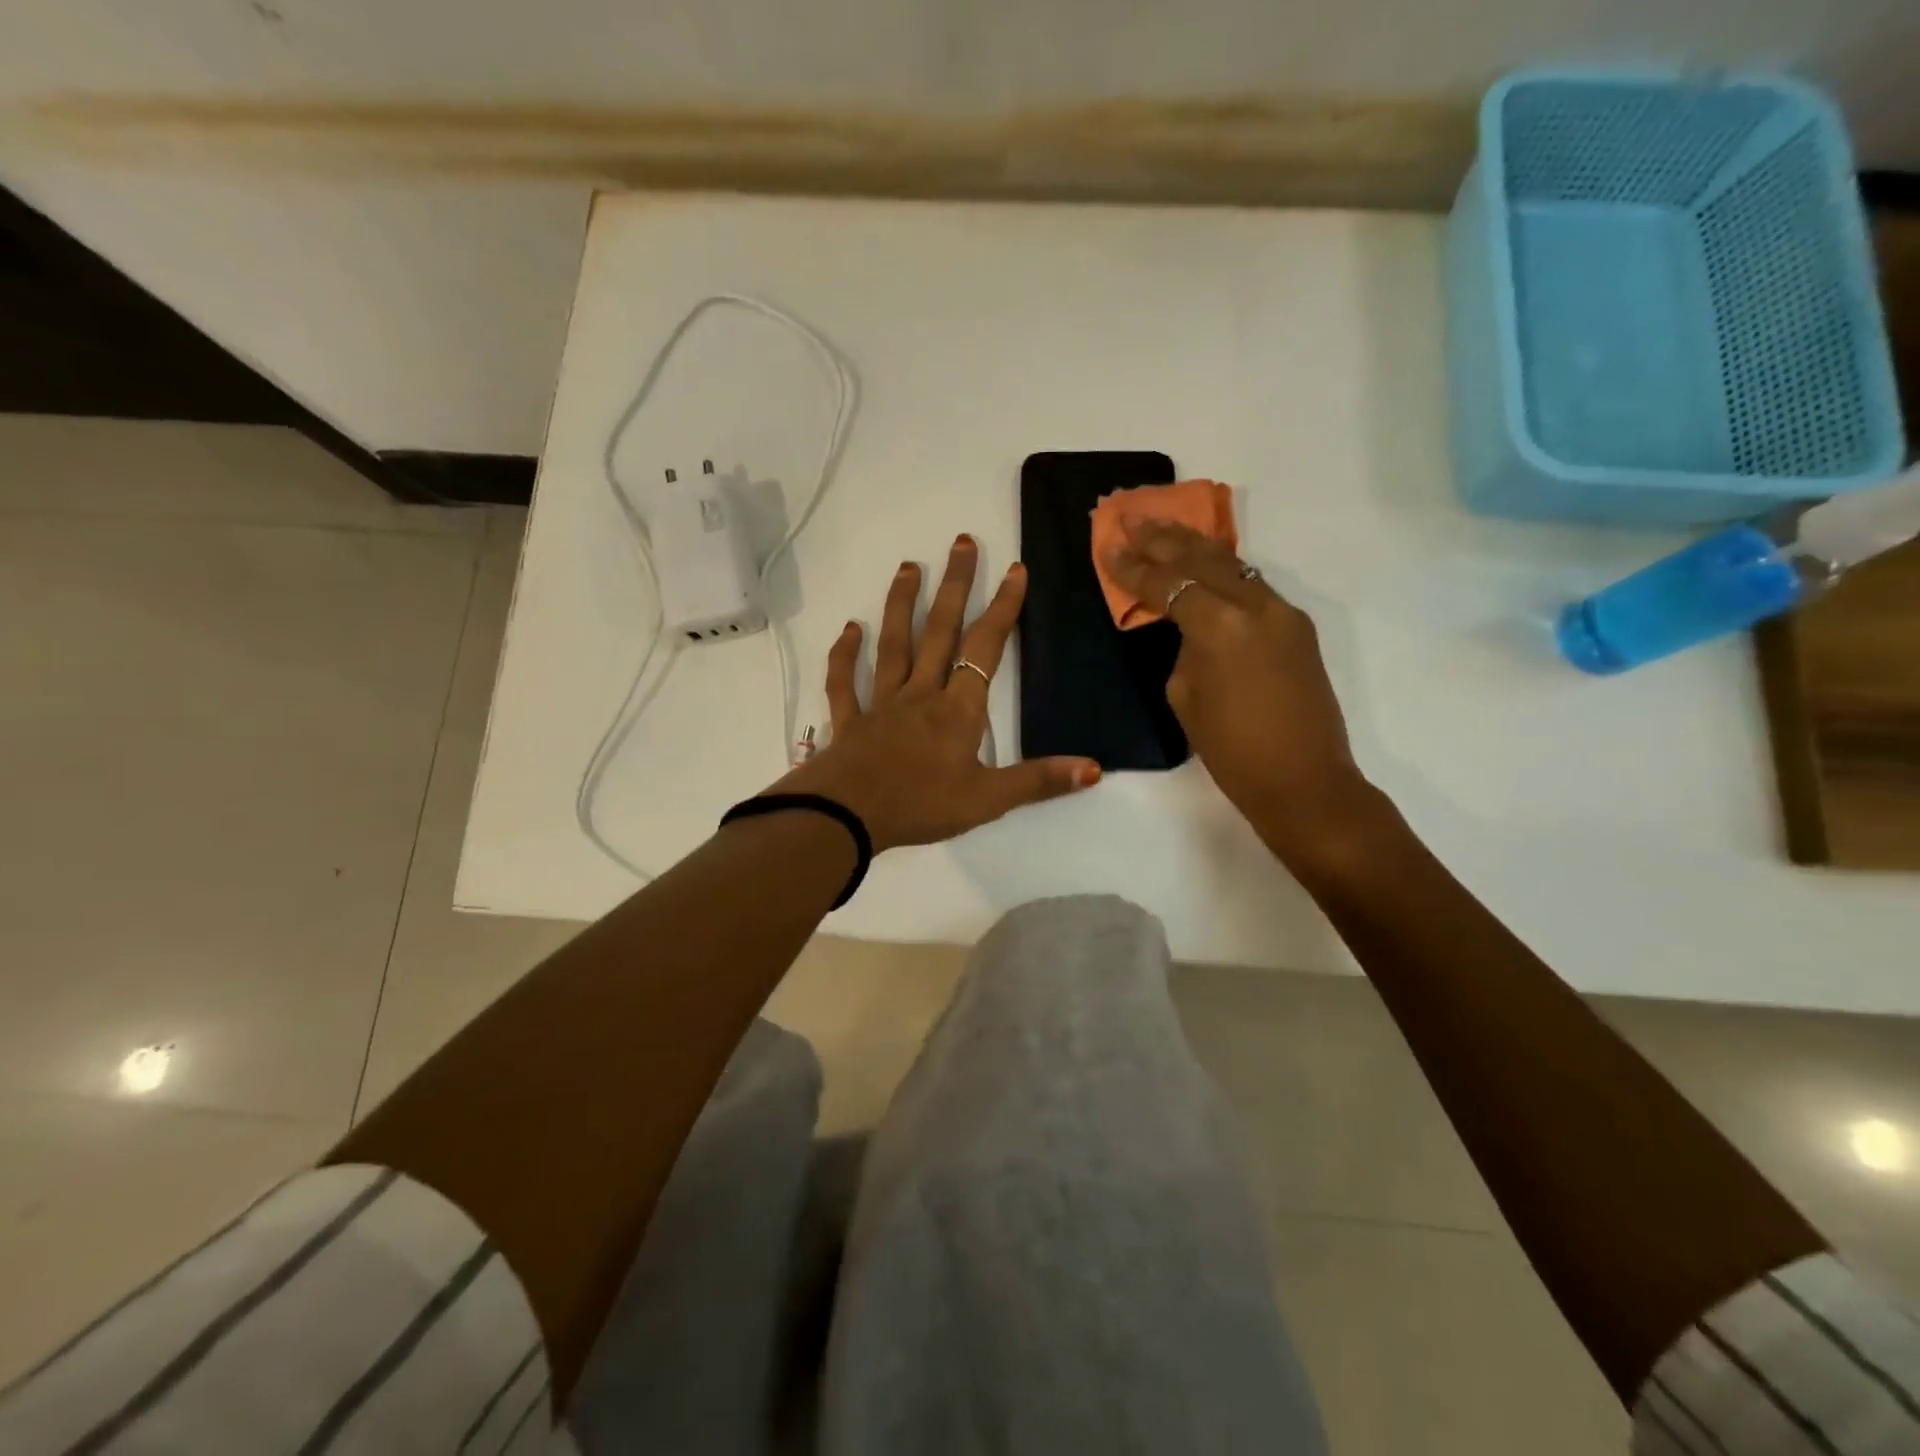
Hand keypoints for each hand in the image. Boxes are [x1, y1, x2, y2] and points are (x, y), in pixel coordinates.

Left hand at [770, 534, 1101, 851]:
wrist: (847, 817)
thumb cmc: (920, 806)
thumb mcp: (988, 800)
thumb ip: (1038, 782)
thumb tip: (1094, 768)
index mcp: (957, 710)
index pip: (985, 649)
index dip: (1003, 609)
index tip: (1015, 570)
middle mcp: (921, 694)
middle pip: (940, 631)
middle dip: (955, 586)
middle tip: (962, 542)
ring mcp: (881, 703)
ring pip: (894, 645)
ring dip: (901, 605)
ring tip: (908, 567)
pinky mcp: (849, 720)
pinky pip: (845, 682)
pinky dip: (845, 655)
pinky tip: (849, 629)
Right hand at [1102, 518, 1374, 865]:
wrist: (1303, 780)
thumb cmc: (1232, 750)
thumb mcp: (1186, 697)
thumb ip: (1184, 649)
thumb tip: (1190, 629)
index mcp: (1219, 626)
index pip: (1168, 585)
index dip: (1134, 569)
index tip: (1110, 548)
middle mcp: (1254, 606)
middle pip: (1202, 560)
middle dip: (1163, 539)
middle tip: (1133, 518)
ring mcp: (1283, 612)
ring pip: (1233, 565)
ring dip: (1196, 546)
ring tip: (1166, 527)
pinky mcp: (1297, 626)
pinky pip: (1253, 586)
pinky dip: (1224, 570)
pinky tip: (1206, 563)